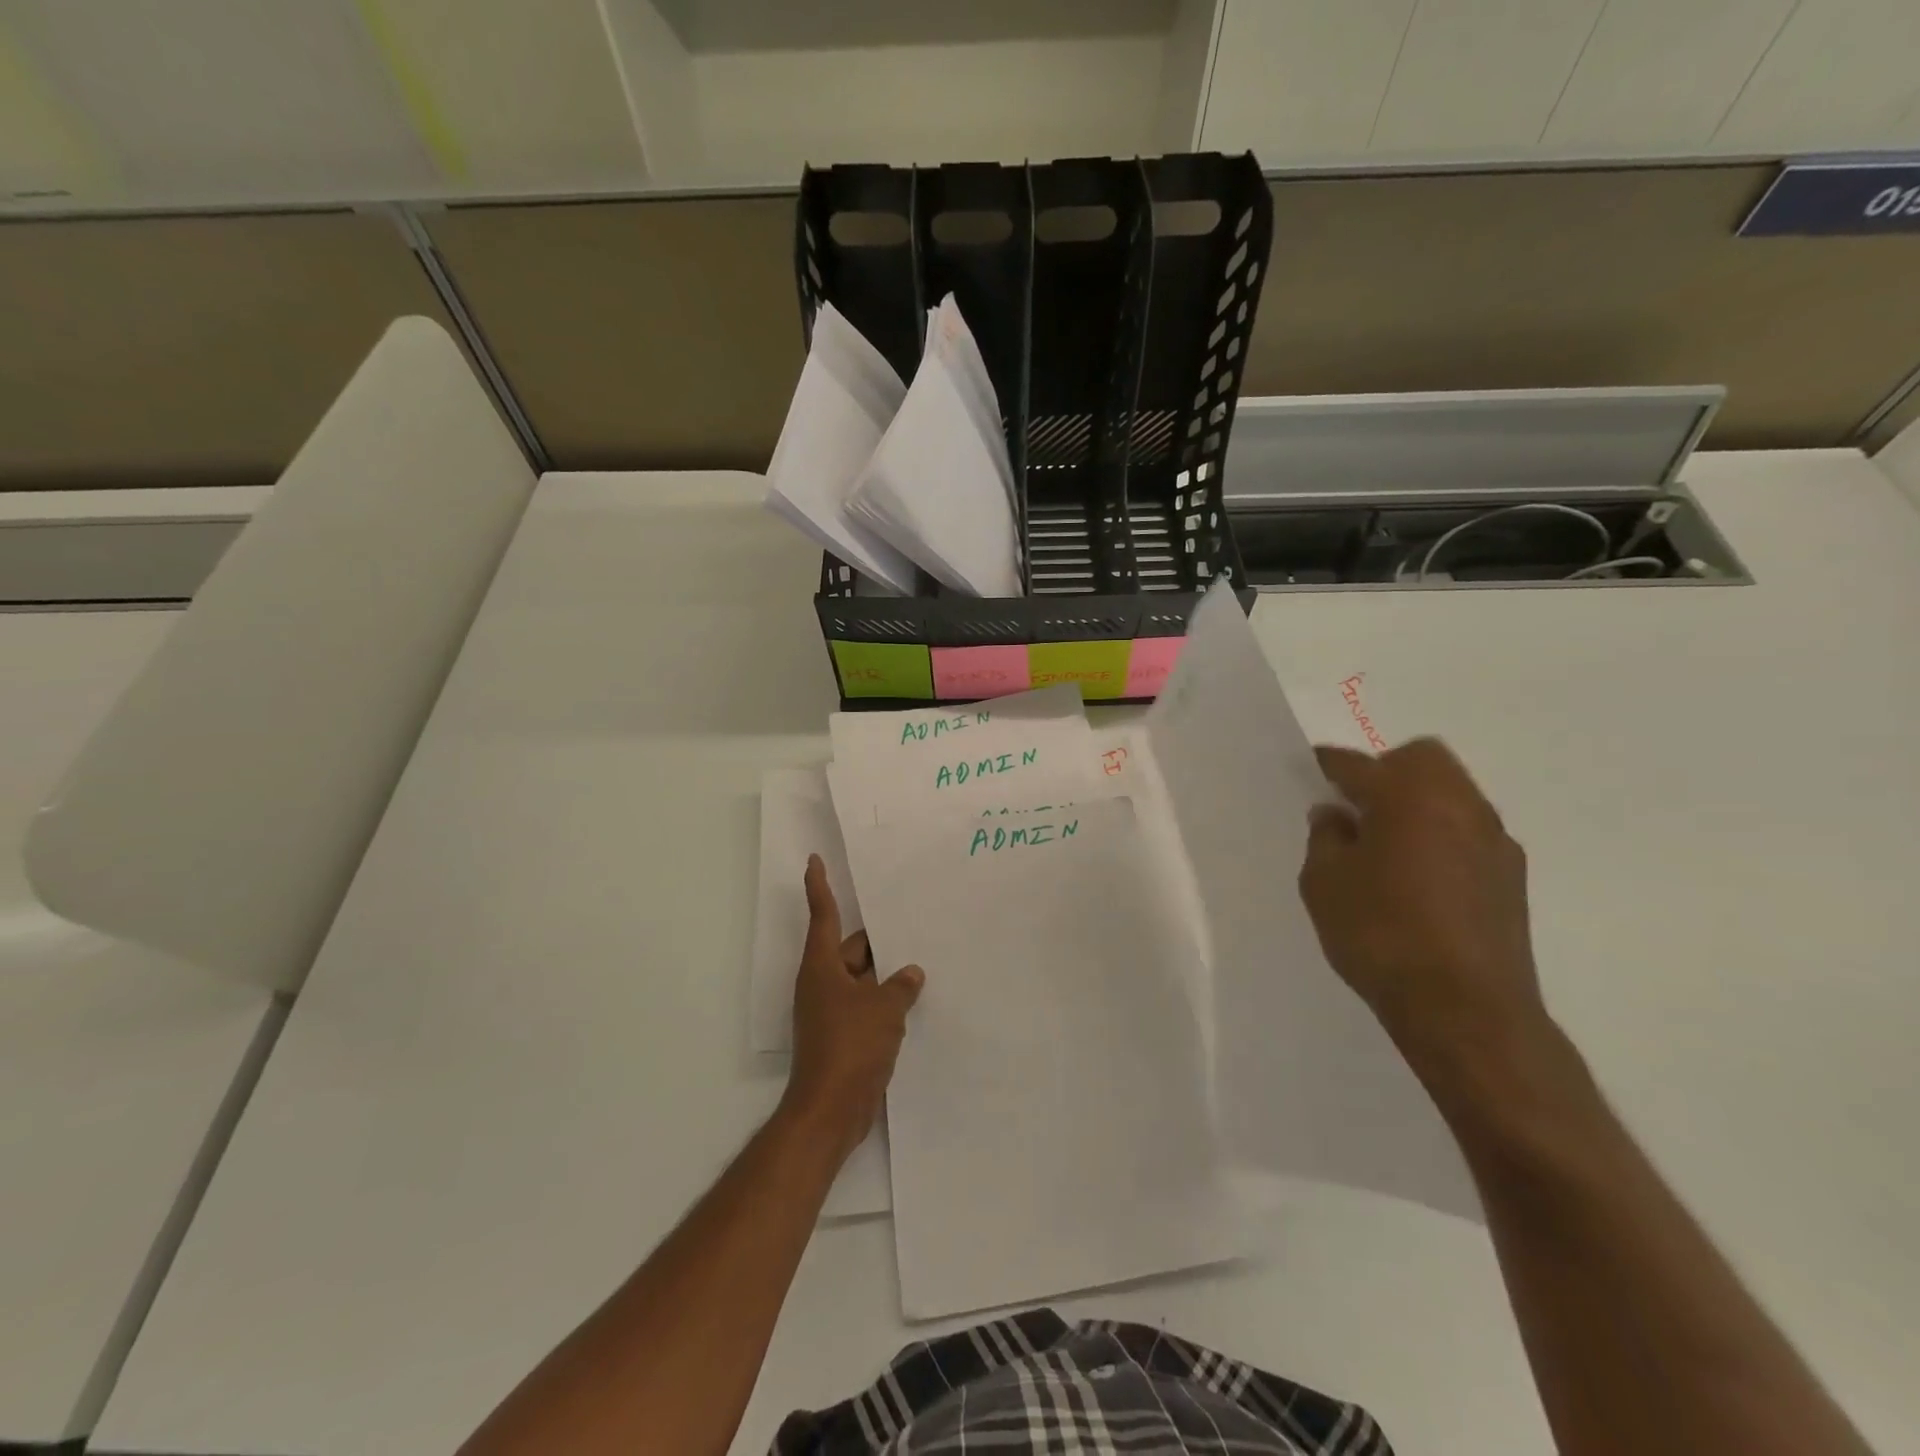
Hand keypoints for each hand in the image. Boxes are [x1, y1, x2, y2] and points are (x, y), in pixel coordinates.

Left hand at [781, 855, 924, 1164]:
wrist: (831, 1110)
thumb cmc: (851, 1047)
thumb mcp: (884, 1009)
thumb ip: (901, 986)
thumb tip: (911, 973)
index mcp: (822, 967)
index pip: (822, 915)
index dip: (819, 886)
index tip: (814, 860)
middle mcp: (822, 984)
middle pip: (850, 949)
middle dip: (879, 940)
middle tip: (911, 923)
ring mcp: (830, 1012)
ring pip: (861, 979)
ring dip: (885, 973)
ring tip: (920, 960)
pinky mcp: (842, 1036)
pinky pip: (866, 1005)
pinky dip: (884, 1000)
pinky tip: (913, 1001)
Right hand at [1299, 738, 1546, 1079]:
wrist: (1465, 1009)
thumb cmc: (1380, 934)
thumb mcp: (1324, 884)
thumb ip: (1325, 839)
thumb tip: (1335, 816)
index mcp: (1407, 798)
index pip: (1358, 764)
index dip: (1329, 763)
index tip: (1312, 767)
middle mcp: (1459, 806)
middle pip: (1423, 760)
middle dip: (1386, 771)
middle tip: (1356, 806)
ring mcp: (1493, 841)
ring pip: (1452, 795)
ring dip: (1418, 804)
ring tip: (1386, 844)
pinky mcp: (1512, 878)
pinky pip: (1468, 833)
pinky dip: (1441, 837)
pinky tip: (1419, 877)